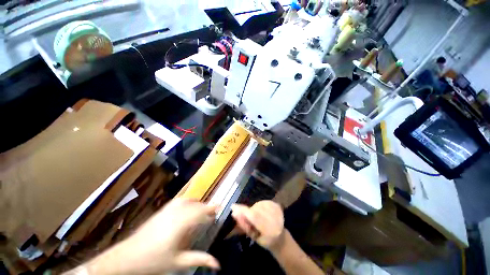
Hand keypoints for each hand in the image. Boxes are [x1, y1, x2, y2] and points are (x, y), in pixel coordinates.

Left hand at [86, 198, 219, 274]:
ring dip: (196, 203)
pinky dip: (186, 201)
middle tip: (211, 212)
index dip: (211, 207)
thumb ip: (199, 259)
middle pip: (195, 205)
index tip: (219, 206)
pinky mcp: (161, 211)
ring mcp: (167, 210)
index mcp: (181, 224)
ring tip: (201, 209)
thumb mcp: (178, 262)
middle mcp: (176, 213)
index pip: (200, 211)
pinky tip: (186, 207)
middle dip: (205, 206)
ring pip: (187, 200)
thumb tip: (218, 263)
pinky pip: (178, 201)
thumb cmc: (154, 261)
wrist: (127, 257)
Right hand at [231, 200, 284, 250]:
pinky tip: (260, 211)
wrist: (280, 237)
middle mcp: (275, 219)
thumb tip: (234, 213)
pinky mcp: (277, 205)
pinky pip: (263, 202)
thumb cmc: (265, 240)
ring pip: (258, 204)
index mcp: (270, 231)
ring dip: (253, 209)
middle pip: (256, 209)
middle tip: (244, 215)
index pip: (254, 216)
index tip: (233, 207)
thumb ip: (244, 225)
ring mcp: (277, 211)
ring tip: (255, 216)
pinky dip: (259, 206)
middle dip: (247, 211)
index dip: (243, 211)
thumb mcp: (253, 236)